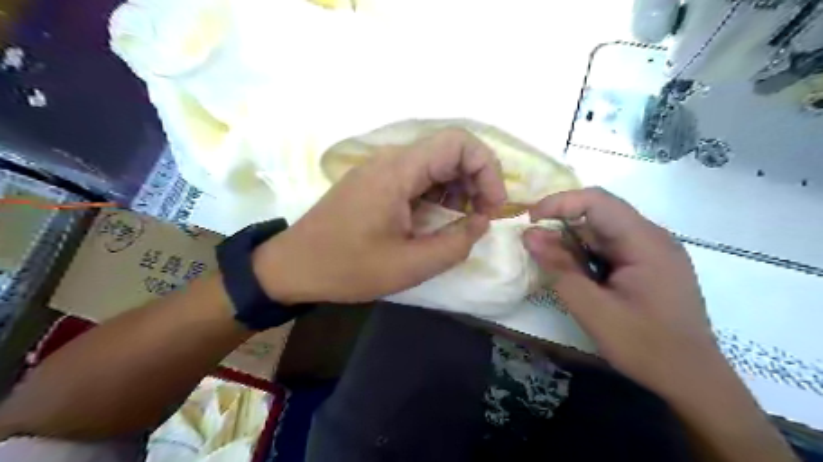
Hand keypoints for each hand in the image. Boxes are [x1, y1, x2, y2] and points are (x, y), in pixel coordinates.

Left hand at [252, 128, 507, 305]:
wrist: (292, 267)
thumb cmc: (347, 267)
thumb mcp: (409, 265)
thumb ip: (455, 243)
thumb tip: (481, 221)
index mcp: (397, 172)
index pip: (458, 142)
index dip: (486, 168)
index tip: (493, 206)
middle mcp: (390, 160)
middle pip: (449, 150)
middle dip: (476, 180)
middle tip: (482, 217)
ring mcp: (381, 170)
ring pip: (435, 164)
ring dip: (458, 188)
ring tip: (462, 221)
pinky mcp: (376, 184)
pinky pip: (417, 178)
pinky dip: (438, 194)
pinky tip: (439, 219)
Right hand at [523, 186, 718, 395]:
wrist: (692, 380)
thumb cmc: (644, 346)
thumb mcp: (593, 309)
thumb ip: (559, 268)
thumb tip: (529, 235)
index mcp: (645, 242)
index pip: (597, 201)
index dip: (559, 202)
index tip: (530, 220)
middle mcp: (652, 237)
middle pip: (600, 212)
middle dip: (562, 223)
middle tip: (534, 243)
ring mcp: (653, 250)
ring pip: (604, 230)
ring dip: (573, 240)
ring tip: (551, 262)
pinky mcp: (649, 264)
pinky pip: (611, 246)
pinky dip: (587, 253)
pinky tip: (577, 273)